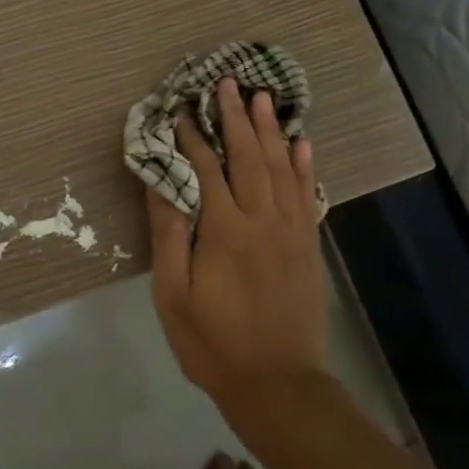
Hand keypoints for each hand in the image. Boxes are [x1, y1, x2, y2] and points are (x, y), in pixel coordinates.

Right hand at [147, 79, 327, 414]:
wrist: (279, 384)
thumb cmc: (214, 343)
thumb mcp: (174, 295)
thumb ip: (169, 235)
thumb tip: (160, 184)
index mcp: (224, 229)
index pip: (206, 168)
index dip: (193, 137)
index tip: (183, 109)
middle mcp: (262, 219)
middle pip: (248, 156)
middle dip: (237, 117)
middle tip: (228, 83)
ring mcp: (291, 230)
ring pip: (281, 167)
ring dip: (271, 130)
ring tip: (263, 97)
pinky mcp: (308, 244)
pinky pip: (307, 194)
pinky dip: (304, 165)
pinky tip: (302, 143)